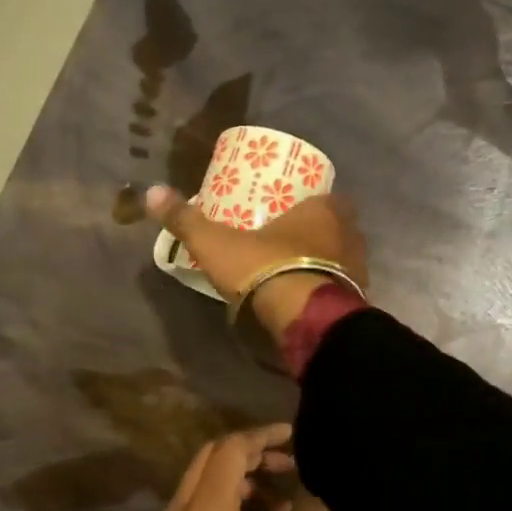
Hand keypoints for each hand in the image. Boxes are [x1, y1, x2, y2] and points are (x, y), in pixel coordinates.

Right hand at [145, 185, 366, 338]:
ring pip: (343, 258)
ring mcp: (359, 270)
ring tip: (296, 271)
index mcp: (325, 210)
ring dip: (324, 262)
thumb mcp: (218, 243)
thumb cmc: (266, 268)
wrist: (305, 318)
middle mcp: (350, 234)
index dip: (310, 203)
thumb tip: (152, 191)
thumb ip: (187, 220)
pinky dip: (328, 289)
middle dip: (317, 234)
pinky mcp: (358, 300)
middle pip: (337, 227)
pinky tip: (307, 297)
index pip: (326, 197)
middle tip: (289, 241)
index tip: (290, 211)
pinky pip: (343, 288)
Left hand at [158, 424, 328, 510]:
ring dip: (242, 481)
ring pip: (204, 482)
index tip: (292, 436)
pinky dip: (227, 503)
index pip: (231, 449)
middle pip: (212, 458)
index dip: (263, 436)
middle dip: (252, 454)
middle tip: (288, 464)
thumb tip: (310, 487)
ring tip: (282, 505)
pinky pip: (198, 507)